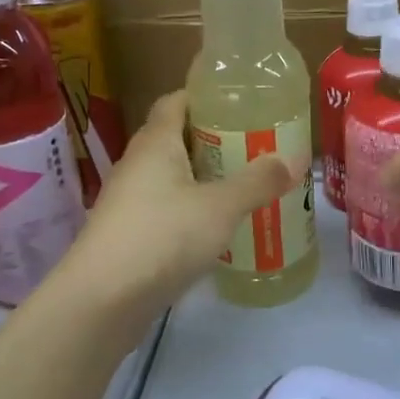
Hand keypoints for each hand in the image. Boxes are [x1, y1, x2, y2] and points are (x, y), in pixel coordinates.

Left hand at [63, 91, 292, 314]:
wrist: (102, 301)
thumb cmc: (162, 237)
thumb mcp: (220, 207)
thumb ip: (258, 181)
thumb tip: (297, 156)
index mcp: (155, 142)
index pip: (175, 101)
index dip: (205, 97)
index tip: (242, 103)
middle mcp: (138, 164)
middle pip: (176, 138)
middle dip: (214, 140)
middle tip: (256, 146)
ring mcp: (129, 200)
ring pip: (172, 177)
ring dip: (204, 178)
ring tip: (246, 185)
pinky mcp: (129, 234)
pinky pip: (166, 209)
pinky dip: (192, 210)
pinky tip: (219, 227)